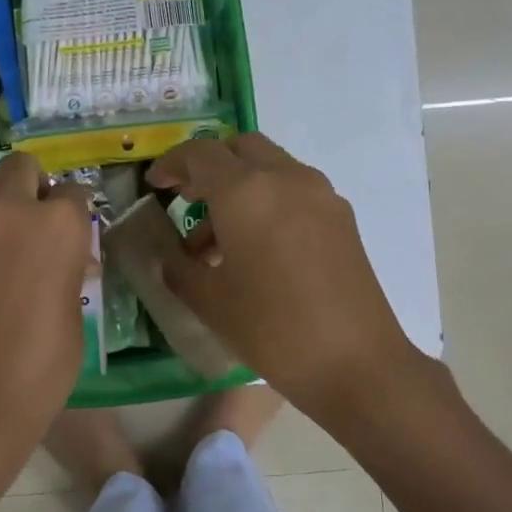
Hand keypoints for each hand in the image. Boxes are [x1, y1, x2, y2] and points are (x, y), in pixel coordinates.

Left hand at [0, 153, 93, 465]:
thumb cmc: (42, 363)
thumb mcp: (73, 313)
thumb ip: (67, 272)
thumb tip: (65, 264)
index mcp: (58, 225)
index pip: (73, 192)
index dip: (74, 209)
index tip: (72, 227)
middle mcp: (11, 211)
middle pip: (21, 165)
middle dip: (31, 183)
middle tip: (32, 215)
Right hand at [146, 133, 431, 419]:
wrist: (356, 363)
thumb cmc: (271, 329)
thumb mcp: (209, 301)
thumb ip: (178, 268)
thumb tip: (166, 256)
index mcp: (246, 191)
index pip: (200, 153)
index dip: (171, 164)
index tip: (155, 185)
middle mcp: (285, 178)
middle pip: (240, 148)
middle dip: (209, 166)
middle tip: (188, 199)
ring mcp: (320, 194)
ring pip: (270, 167)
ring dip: (239, 186)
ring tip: (216, 241)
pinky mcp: (341, 217)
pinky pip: (294, 190)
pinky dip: (267, 200)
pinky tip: (257, 248)